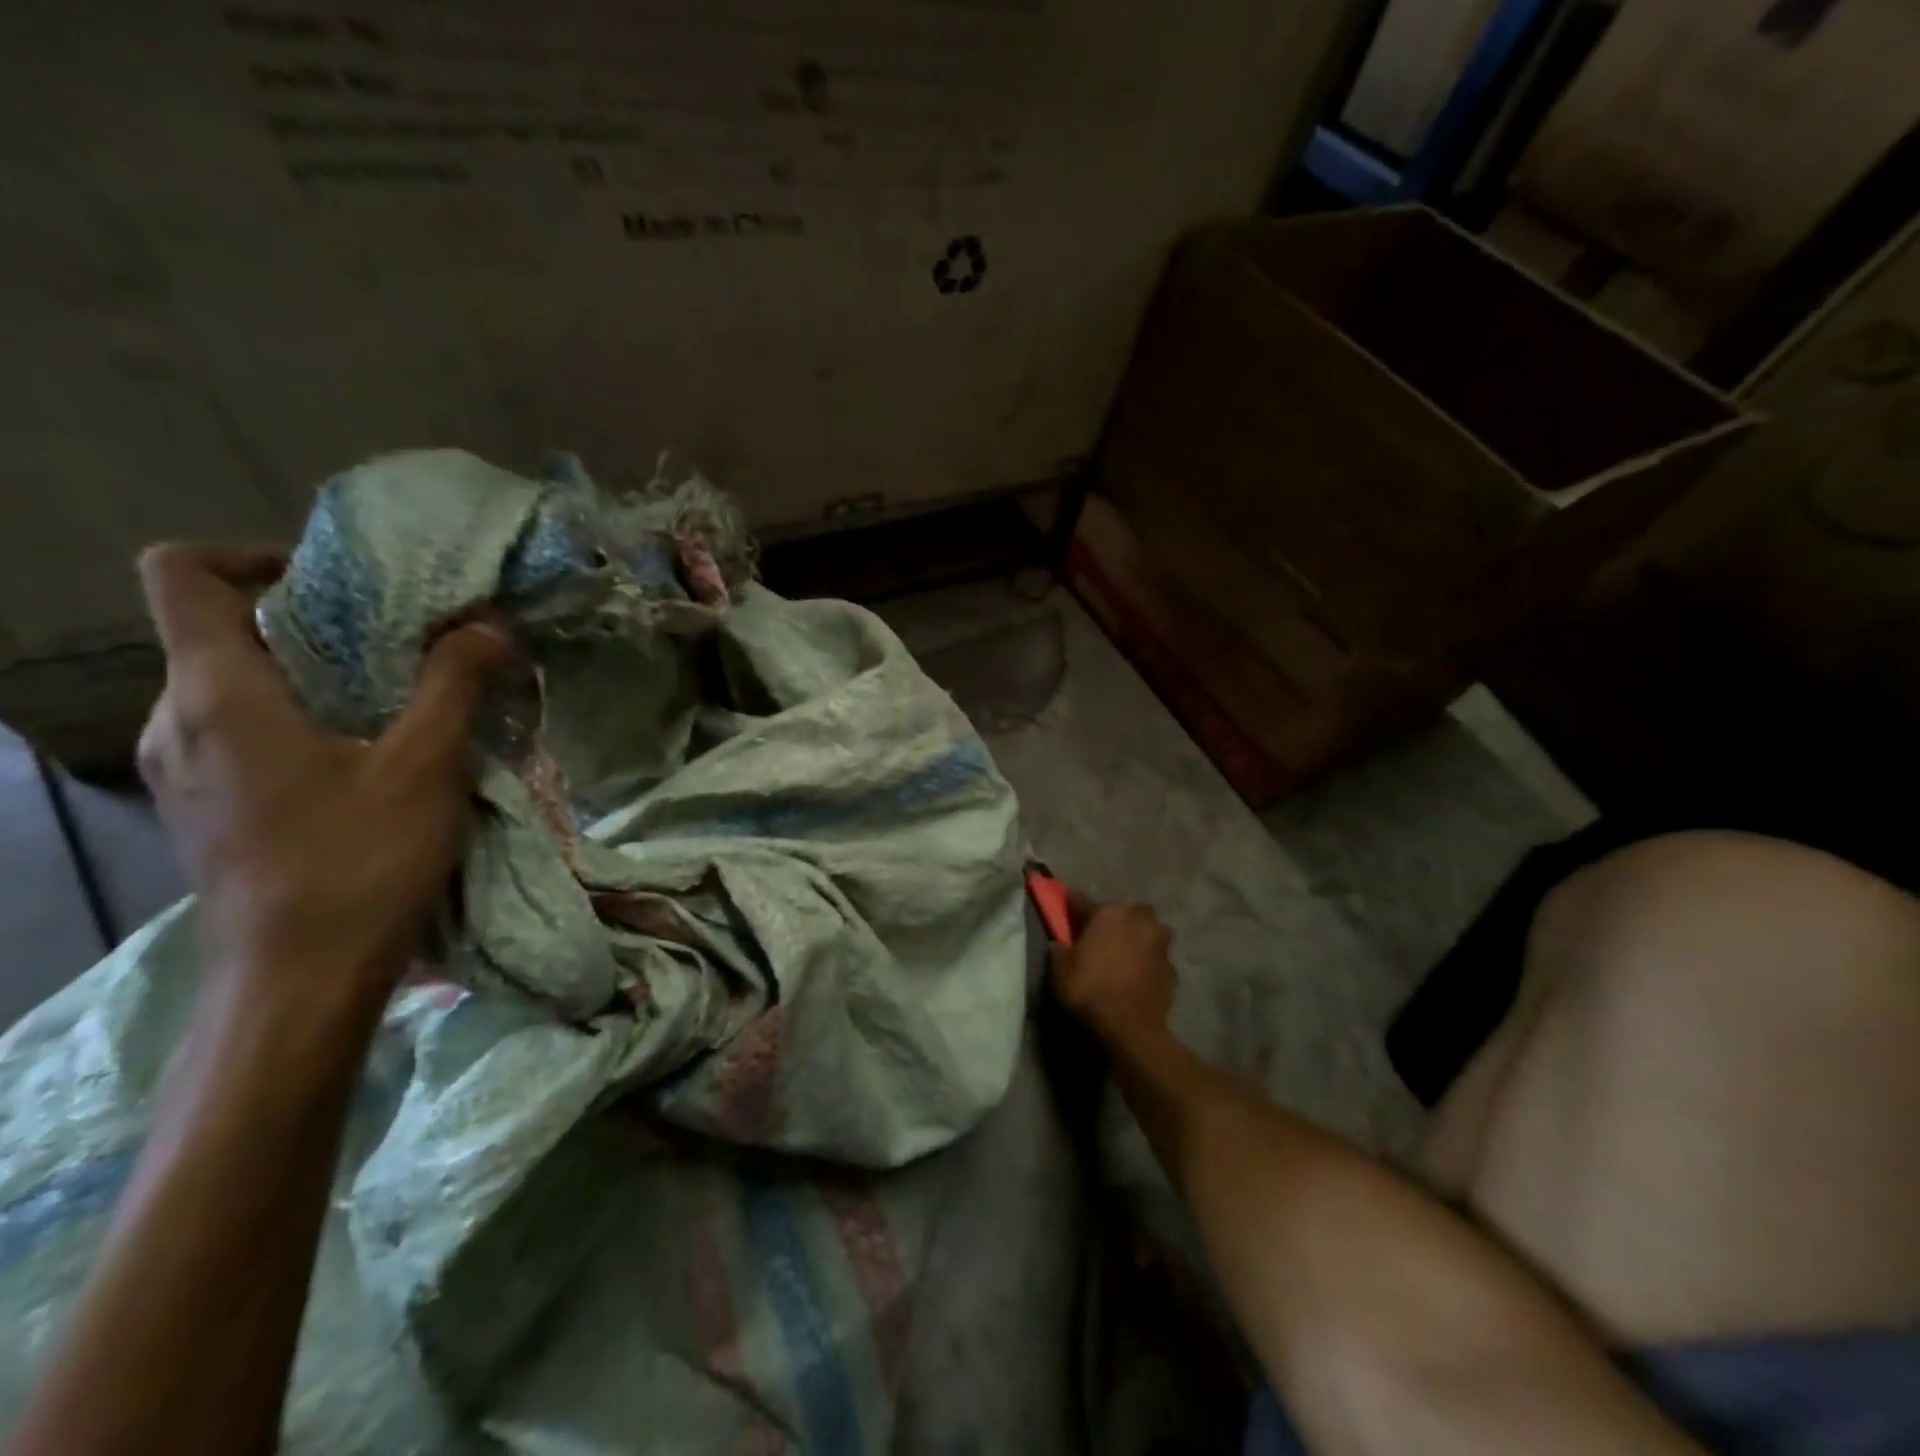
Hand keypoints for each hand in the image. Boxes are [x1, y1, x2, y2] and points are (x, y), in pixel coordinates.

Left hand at [135, 544, 511, 1020]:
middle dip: (314, 620)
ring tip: (398, 696)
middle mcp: (178, 721)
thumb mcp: (424, 765)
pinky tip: (370, 753)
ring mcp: (186, 769)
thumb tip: (488, 623)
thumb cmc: (358, 862)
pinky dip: (304, 718)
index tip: (342, 582)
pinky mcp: (209, 807)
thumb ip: (454, 683)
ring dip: (316, 674)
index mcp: (217, 694)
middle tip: (403, 641)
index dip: (256, 555)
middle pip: (222, 629)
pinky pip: (245, 731)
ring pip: (237, 684)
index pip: (184, 574)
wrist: (299, 981)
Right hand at [1050, 896, 1176, 1049]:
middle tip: (1105, 935)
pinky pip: (1157, 959)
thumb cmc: (1089, 991)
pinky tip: (1138, 977)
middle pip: (1129, 911)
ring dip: (1140, 939)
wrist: (1130, 1029)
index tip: (1066, 902)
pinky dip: (1149, 964)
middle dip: (1119, 918)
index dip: (1073, 903)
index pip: (1084, 902)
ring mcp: (1160, 946)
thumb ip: (1060, 950)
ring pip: (1150, 932)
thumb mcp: (1060, 970)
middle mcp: (1138, 921)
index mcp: (1108, 914)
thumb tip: (1060, 944)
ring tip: (1126, 956)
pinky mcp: (1172, 971)